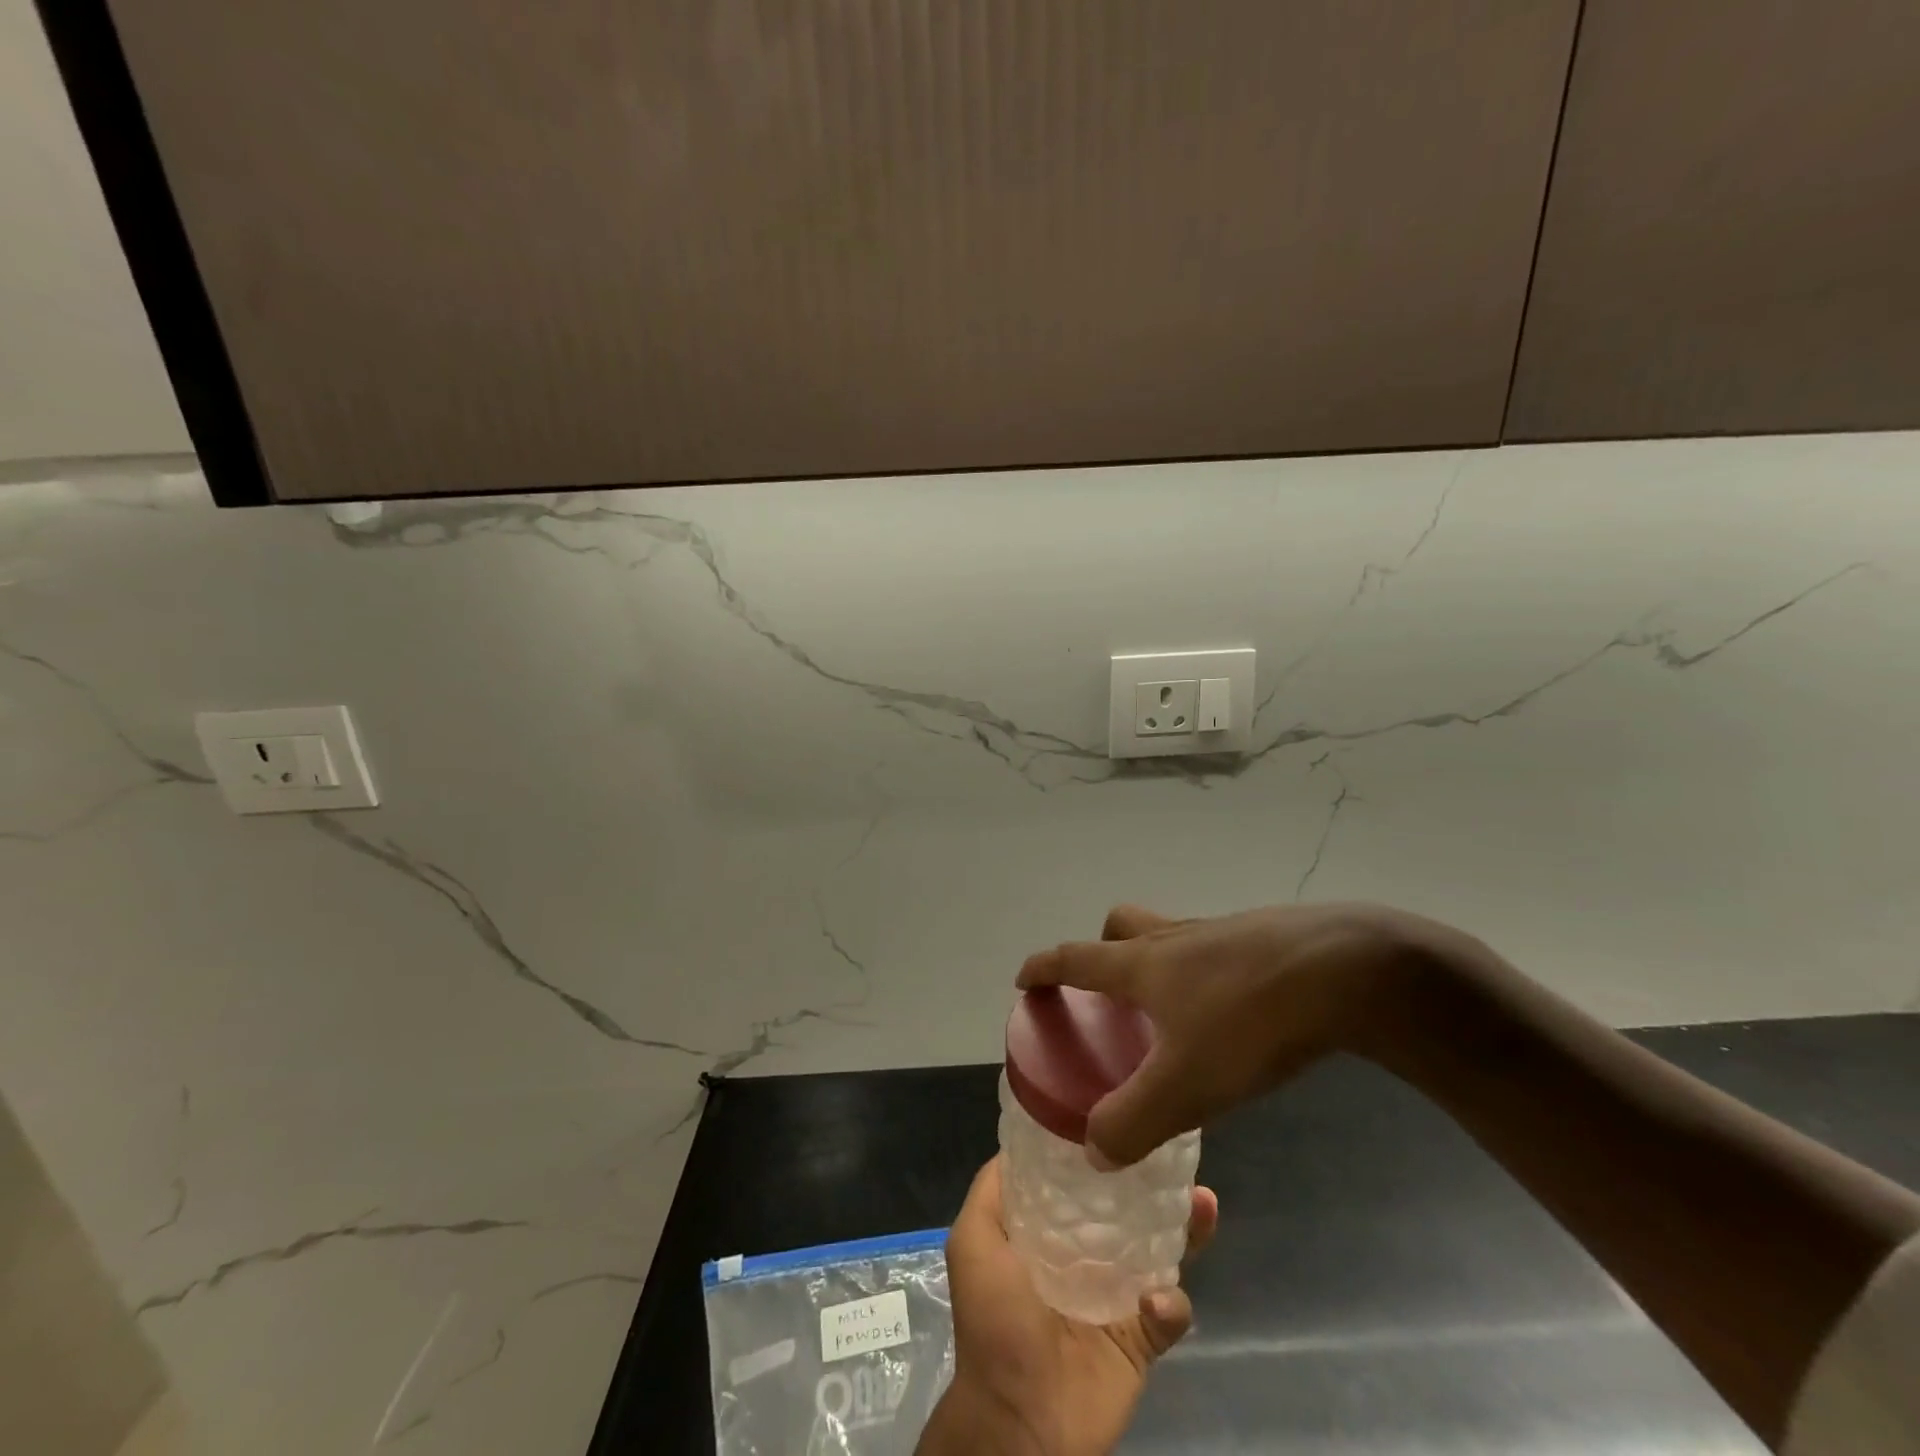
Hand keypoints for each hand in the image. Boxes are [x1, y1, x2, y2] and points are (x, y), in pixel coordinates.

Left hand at [917, 1156, 1217, 1455]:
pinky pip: (1168, 1312)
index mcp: (1048, 1231)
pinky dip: (1169, 1304)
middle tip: (1175, 1154)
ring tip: (1204, 1201)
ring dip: (1185, 1228)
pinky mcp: (1140, 1339)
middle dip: (1153, 1182)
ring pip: (1159, 1252)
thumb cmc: (993, 1320)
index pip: (1080, 1181)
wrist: (1019, 1420)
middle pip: (1126, 1209)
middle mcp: (1085, 1255)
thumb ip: (991, 1190)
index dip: (1099, 1149)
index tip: (1123, 1113)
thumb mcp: (974, 1240)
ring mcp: (1116, 1296)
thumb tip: (1020, 1143)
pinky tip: (1159, 1298)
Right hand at [1017, 902, 1465, 1165]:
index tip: (1024, 978)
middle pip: (1123, 925)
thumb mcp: (1187, 1085)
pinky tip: (1233, 1017)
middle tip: (1108, 993)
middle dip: (1103, 950)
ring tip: (1172, 1015)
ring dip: (1158, 962)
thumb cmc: (1249, 1020)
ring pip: (1171, 936)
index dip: (1044, 967)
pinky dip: (1206, 975)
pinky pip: (1216, 950)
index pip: (1075, 957)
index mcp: (1143, 963)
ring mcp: (1222, 934)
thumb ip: (1133, 1120)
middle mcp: (1175, 939)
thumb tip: (1094, 1149)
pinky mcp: (1265, 941)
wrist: (1346, 972)